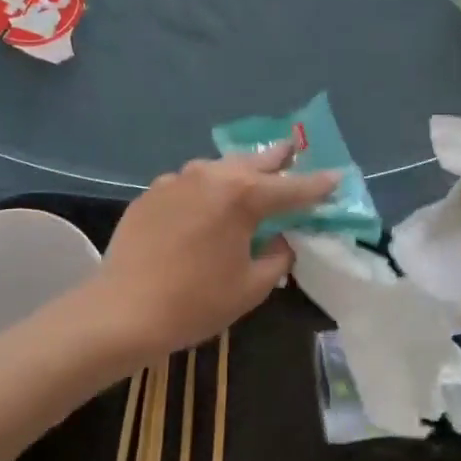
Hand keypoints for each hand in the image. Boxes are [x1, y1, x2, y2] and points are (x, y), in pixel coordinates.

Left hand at [95, 145, 339, 359]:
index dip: (318, 185)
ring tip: (251, 173)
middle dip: (278, 158)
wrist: (122, 311)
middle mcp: (211, 175)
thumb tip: (281, 239)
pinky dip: (205, 188)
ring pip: (219, 167)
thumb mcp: (251, 286)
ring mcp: (177, 180)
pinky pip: (189, 183)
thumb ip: (277, 256)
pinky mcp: (152, 192)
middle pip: (255, 161)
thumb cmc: (195, 302)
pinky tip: (205, 204)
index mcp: (243, 196)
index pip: (292, 187)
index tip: (338, 176)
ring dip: (239, 170)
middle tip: (294, 150)